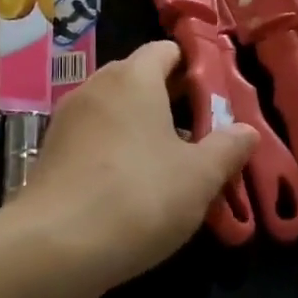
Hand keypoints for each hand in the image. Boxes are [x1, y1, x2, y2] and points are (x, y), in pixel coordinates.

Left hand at [23, 41, 257, 284]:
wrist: (55, 246)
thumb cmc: (140, 197)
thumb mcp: (200, 177)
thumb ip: (228, 148)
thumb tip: (247, 131)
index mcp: (133, 78)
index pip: (165, 50)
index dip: (193, 66)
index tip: (215, 95)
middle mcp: (96, 87)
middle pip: (138, 78)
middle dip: (170, 99)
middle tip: (201, 132)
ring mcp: (67, 119)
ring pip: (113, 110)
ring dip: (141, 127)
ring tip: (169, 162)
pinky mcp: (50, 153)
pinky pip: (92, 138)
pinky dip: (114, 150)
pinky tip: (131, 186)